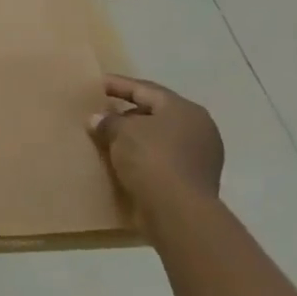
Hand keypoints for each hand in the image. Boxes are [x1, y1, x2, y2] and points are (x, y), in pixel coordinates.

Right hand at [88, 73, 224, 203]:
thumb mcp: (122, 132)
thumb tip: (98, 119)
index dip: (118, 85)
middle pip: (155, 112)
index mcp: (184, 109)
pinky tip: (123, 161)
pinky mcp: (194, 179)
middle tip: (101, 112)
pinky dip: (143, 156)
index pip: (145, 89)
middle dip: (127, 112)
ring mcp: (200, 155)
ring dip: (135, 137)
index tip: (96, 84)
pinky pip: (162, 159)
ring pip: (160, 137)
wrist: (178, 210)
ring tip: (108, 138)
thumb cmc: (152, 159)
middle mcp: (198, 128)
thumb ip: (108, 121)